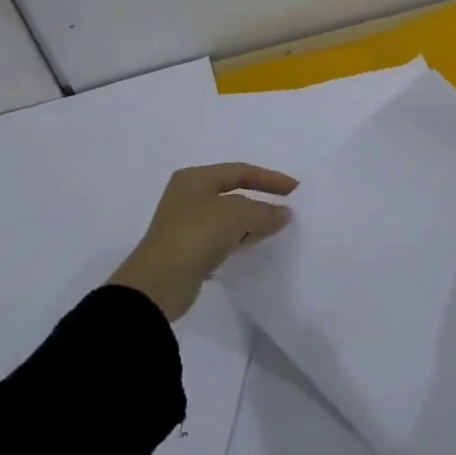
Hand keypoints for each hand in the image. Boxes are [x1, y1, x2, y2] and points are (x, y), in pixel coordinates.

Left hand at [109, 163, 297, 320]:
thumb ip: (265, 211)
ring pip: (228, 218)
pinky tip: (253, 247)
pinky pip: (221, 239)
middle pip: (233, 193)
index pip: (240, 171)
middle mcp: (188, 196)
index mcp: (195, 178)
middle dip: (261, 200)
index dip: (270, 178)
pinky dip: (239, 240)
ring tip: (275, 230)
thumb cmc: (197, 235)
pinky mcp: (187, 250)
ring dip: (252, 222)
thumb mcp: (237, 215)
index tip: (296, 190)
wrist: (159, 283)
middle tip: (287, 210)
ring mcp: (186, 224)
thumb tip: (284, 213)